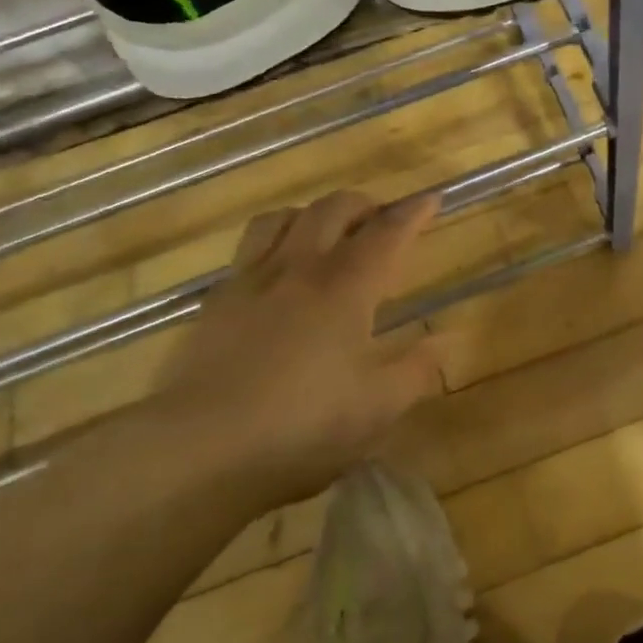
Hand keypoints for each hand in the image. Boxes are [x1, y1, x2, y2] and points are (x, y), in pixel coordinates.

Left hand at [149, 189, 444, 508]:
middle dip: (364, 205)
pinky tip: (276, 274)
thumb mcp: (377, 409)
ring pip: (283, 217)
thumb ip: (417, 371)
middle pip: (333, 209)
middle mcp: (300, 267)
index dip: (413, 212)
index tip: (431, 198)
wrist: (200, 445)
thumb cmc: (302, 425)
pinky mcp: (216, 301)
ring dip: (313, 214)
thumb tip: (443, 342)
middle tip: (381, 220)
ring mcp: (252, 280)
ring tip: (325, 233)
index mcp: (346, 287)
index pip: (387, 232)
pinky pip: (248, 249)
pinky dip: (273, 243)